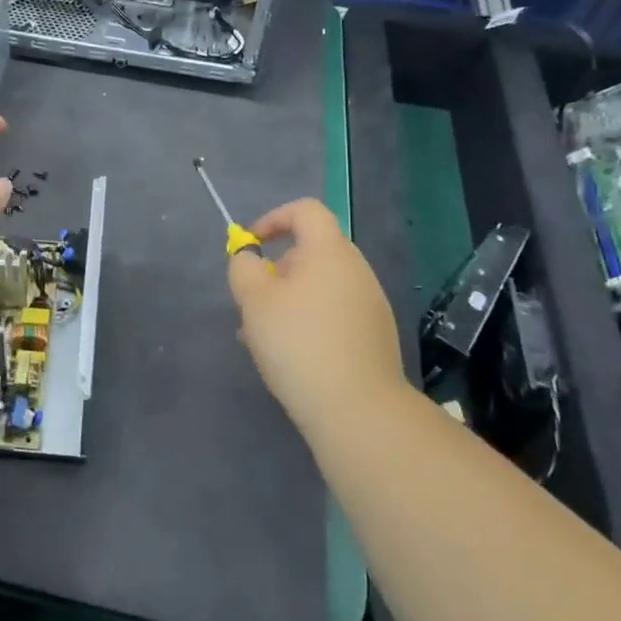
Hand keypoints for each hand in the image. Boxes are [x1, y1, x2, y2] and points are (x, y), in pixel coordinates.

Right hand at [227, 198, 407, 432]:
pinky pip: (335, 313)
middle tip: (252, 300)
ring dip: (290, 299)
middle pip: (312, 251)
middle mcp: (356, 270)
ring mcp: (371, 304)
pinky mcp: (375, 336)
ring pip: (321, 286)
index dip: (273, 218)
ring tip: (264, 335)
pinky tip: (292, 356)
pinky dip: (310, 321)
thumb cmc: (299, 343)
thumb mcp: (254, 300)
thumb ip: (244, 267)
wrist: (357, 409)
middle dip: (277, 269)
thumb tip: (251, 259)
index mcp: (330, 251)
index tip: (251, 246)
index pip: (305, 210)